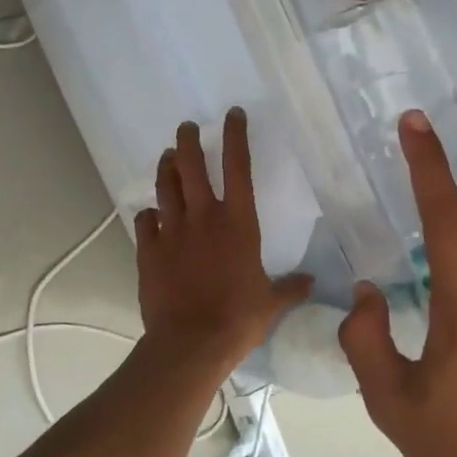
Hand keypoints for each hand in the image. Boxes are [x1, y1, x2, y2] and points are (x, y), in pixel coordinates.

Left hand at [135, 109, 313, 369]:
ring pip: (165, 186)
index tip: (232, 114)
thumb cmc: (238, 319)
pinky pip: (145, 222)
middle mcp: (203, 218)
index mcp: (238, 223)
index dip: (236, 137)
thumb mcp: (271, 303)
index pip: (238, 167)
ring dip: (166, 167)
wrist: (191, 342)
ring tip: (168, 156)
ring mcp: (172, 232)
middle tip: (187, 127)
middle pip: (191, 165)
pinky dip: (149, 214)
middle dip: (189, 140)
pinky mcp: (148, 251)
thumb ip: (290, 288)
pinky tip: (151, 214)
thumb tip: (311, 282)